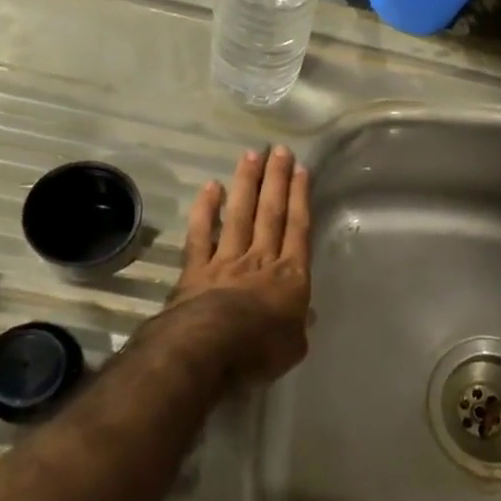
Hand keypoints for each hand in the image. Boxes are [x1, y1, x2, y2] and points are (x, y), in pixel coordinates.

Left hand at [166, 146, 312, 385]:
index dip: (300, 198)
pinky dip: (205, 210)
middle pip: (271, 213)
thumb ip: (299, 327)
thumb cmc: (259, 350)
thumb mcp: (293, 346)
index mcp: (290, 276)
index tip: (301, 170)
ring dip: (246, 184)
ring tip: (251, 155)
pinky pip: (201, 233)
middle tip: (279, 150)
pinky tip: (210, 187)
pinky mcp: (196, 268)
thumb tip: (304, 318)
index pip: (298, 228)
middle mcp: (260, 259)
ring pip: (239, 214)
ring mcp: (226, 260)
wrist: (208, 349)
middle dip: (276, 180)